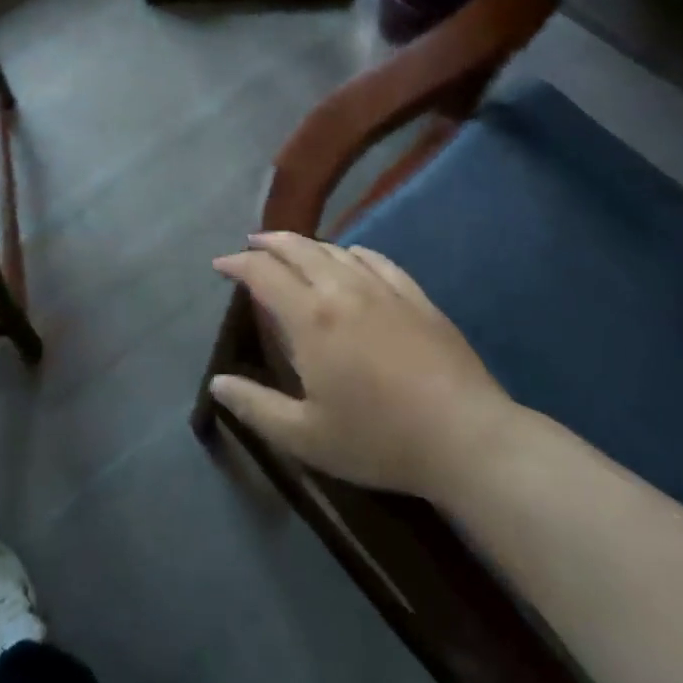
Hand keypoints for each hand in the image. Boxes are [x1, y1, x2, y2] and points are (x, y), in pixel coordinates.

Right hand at [209, 232, 518, 504]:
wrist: (465, 437)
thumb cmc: (378, 439)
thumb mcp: (305, 436)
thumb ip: (255, 407)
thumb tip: (217, 384)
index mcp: (310, 318)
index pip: (263, 273)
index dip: (237, 263)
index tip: (221, 264)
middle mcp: (341, 289)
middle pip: (297, 248)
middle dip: (268, 243)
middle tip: (251, 246)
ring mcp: (382, 287)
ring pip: (334, 249)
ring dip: (305, 245)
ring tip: (292, 251)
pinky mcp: (414, 295)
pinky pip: (374, 258)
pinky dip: (350, 252)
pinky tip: (349, 259)